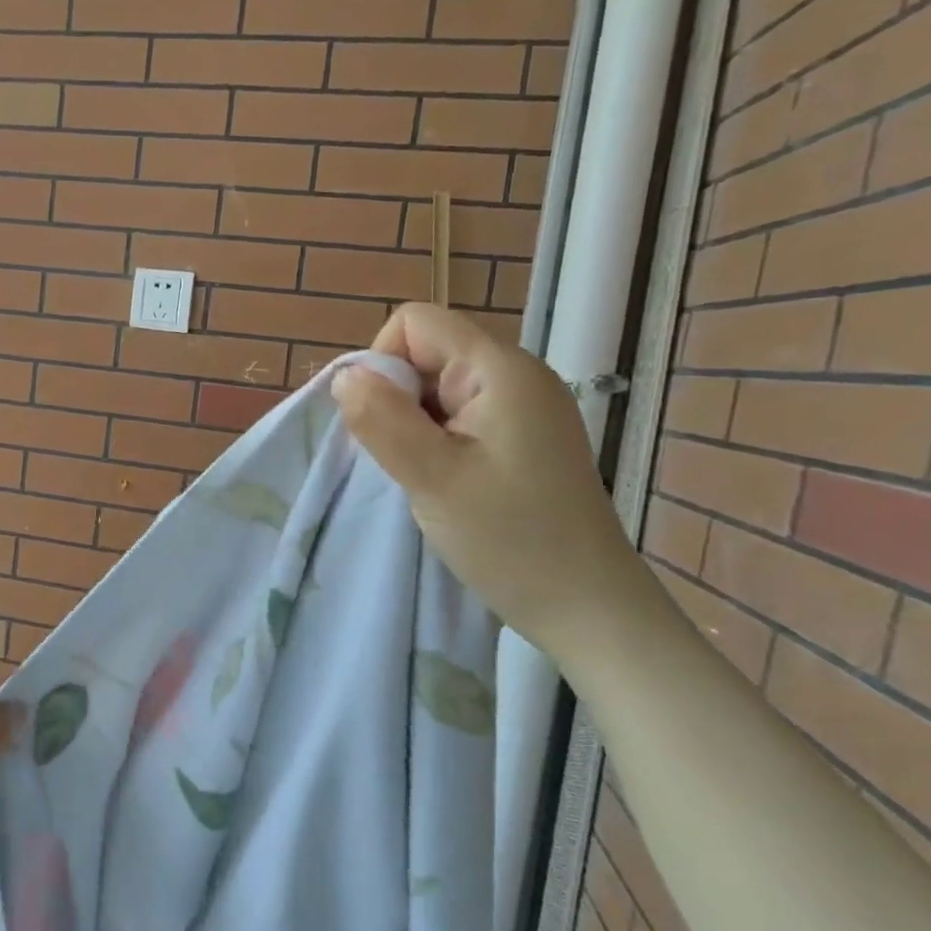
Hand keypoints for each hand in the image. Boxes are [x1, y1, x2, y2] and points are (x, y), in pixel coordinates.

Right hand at [332, 304, 672, 660]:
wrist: (587, 607)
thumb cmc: (511, 540)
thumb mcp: (433, 478)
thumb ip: (382, 420)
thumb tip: (344, 376)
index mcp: (500, 369)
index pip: (415, 323)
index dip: (383, 363)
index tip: (385, 424)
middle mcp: (516, 374)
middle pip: (426, 352)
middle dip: (397, 400)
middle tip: (409, 461)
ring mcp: (523, 406)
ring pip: (437, 388)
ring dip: (414, 426)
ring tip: (429, 477)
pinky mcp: (522, 437)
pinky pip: (458, 415)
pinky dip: (435, 441)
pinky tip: (447, 482)